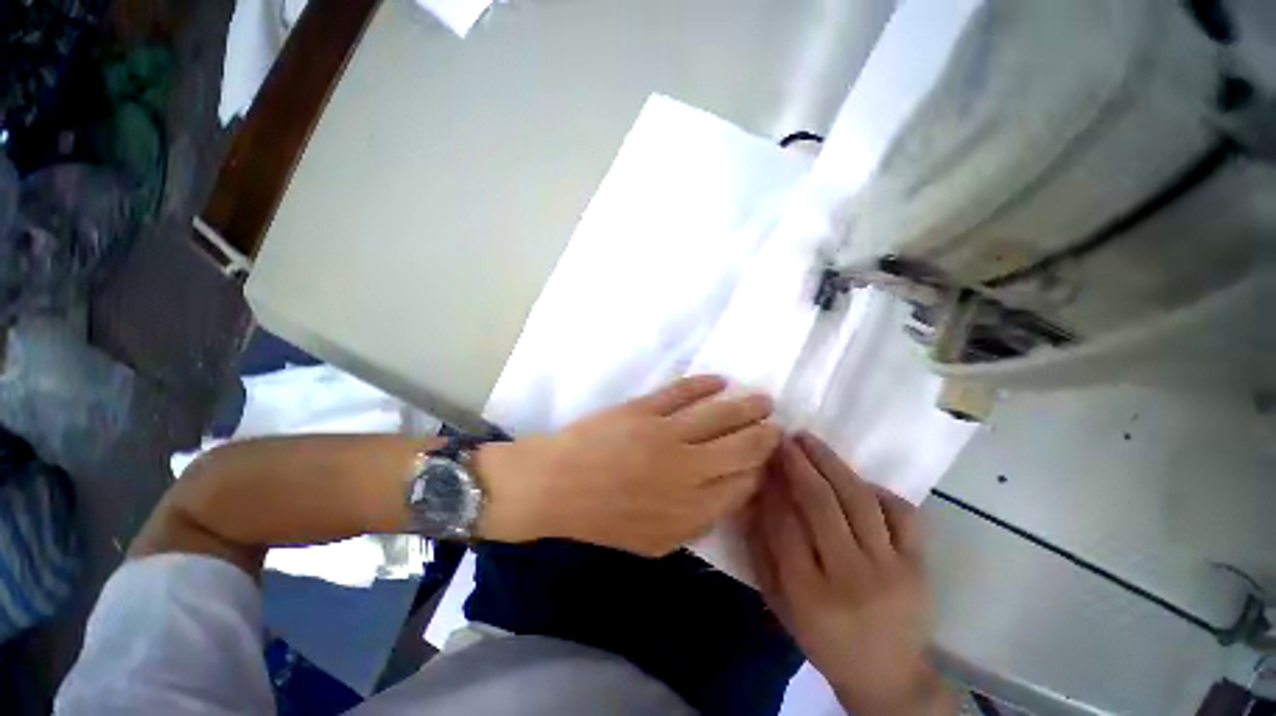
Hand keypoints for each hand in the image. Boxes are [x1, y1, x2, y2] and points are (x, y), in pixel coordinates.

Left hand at [475, 376, 781, 555]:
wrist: (554, 488)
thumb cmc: (601, 520)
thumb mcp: (653, 542)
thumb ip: (695, 523)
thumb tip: (727, 496)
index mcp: (691, 511)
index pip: (744, 486)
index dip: (760, 470)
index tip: (767, 459)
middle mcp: (687, 472)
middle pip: (741, 448)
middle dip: (765, 436)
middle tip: (777, 425)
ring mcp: (666, 436)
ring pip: (719, 416)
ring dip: (746, 406)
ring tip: (762, 400)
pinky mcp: (644, 410)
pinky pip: (683, 393)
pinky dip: (705, 385)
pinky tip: (721, 381)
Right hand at [748, 433, 954, 715]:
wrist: (888, 676)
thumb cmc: (823, 640)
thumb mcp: (780, 604)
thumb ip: (762, 552)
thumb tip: (751, 501)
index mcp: (810, 595)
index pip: (784, 524)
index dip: (771, 487)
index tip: (763, 461)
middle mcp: (852, 578)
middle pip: (821, 505)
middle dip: (798, 464)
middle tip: (785, 439)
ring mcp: (891, 569)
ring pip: (859, 500)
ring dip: (831, 463)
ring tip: (810, 441)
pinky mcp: (920, 565)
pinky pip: (901, 513)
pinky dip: (877, 489)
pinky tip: (856, 479)